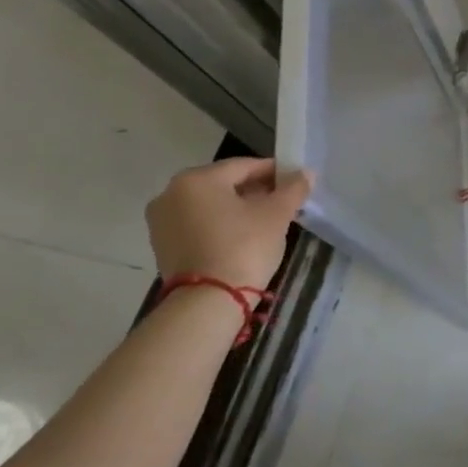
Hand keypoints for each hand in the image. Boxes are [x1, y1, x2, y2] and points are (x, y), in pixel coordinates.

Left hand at [145, 158, 313, 291]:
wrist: (208, 300)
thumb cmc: (244, 246)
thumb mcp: (277, 214)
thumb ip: (293, 188)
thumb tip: (306, 173)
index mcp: (197, 179)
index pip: (244, 166)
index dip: (275, 172)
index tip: (296, 182)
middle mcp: (171, 193)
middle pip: (224, 184)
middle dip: (255, 190)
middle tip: (283, 202)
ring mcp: (161, 221)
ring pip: (210, 204)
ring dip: (237, 207)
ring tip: (265, 221)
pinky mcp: (162, 245)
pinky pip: (198, 223)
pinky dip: (220, 224)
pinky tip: (242, 236)